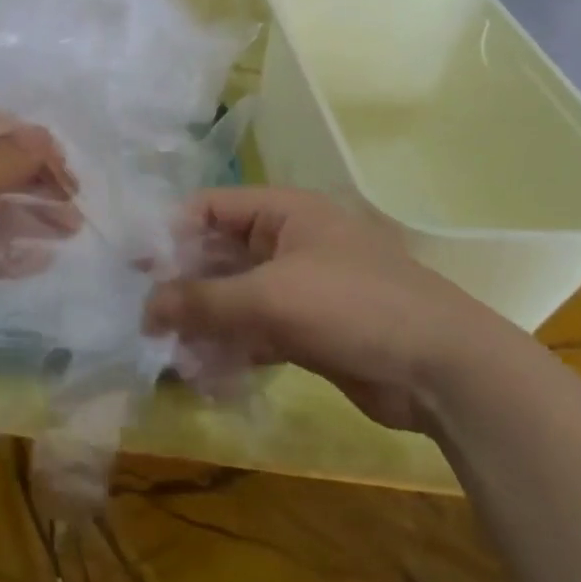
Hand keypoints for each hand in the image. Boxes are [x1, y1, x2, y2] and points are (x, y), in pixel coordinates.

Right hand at [144, 187, 515, 433]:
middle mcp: (288, 243)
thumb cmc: (354, 307)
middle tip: (146, 317)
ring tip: (170, 352)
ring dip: (203, 323)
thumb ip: (202, 301)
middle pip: (218, 255)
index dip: (171, 233)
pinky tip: (204, 373)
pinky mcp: (308, 330)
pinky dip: (230, 348)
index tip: (136, 268)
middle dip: (183, 286)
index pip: (210, 208)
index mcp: (283, 214)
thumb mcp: (270, 297)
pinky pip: (255, 331)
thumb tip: (145, 309)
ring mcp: (299, 288)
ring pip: (234, 298)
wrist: (444, 370)